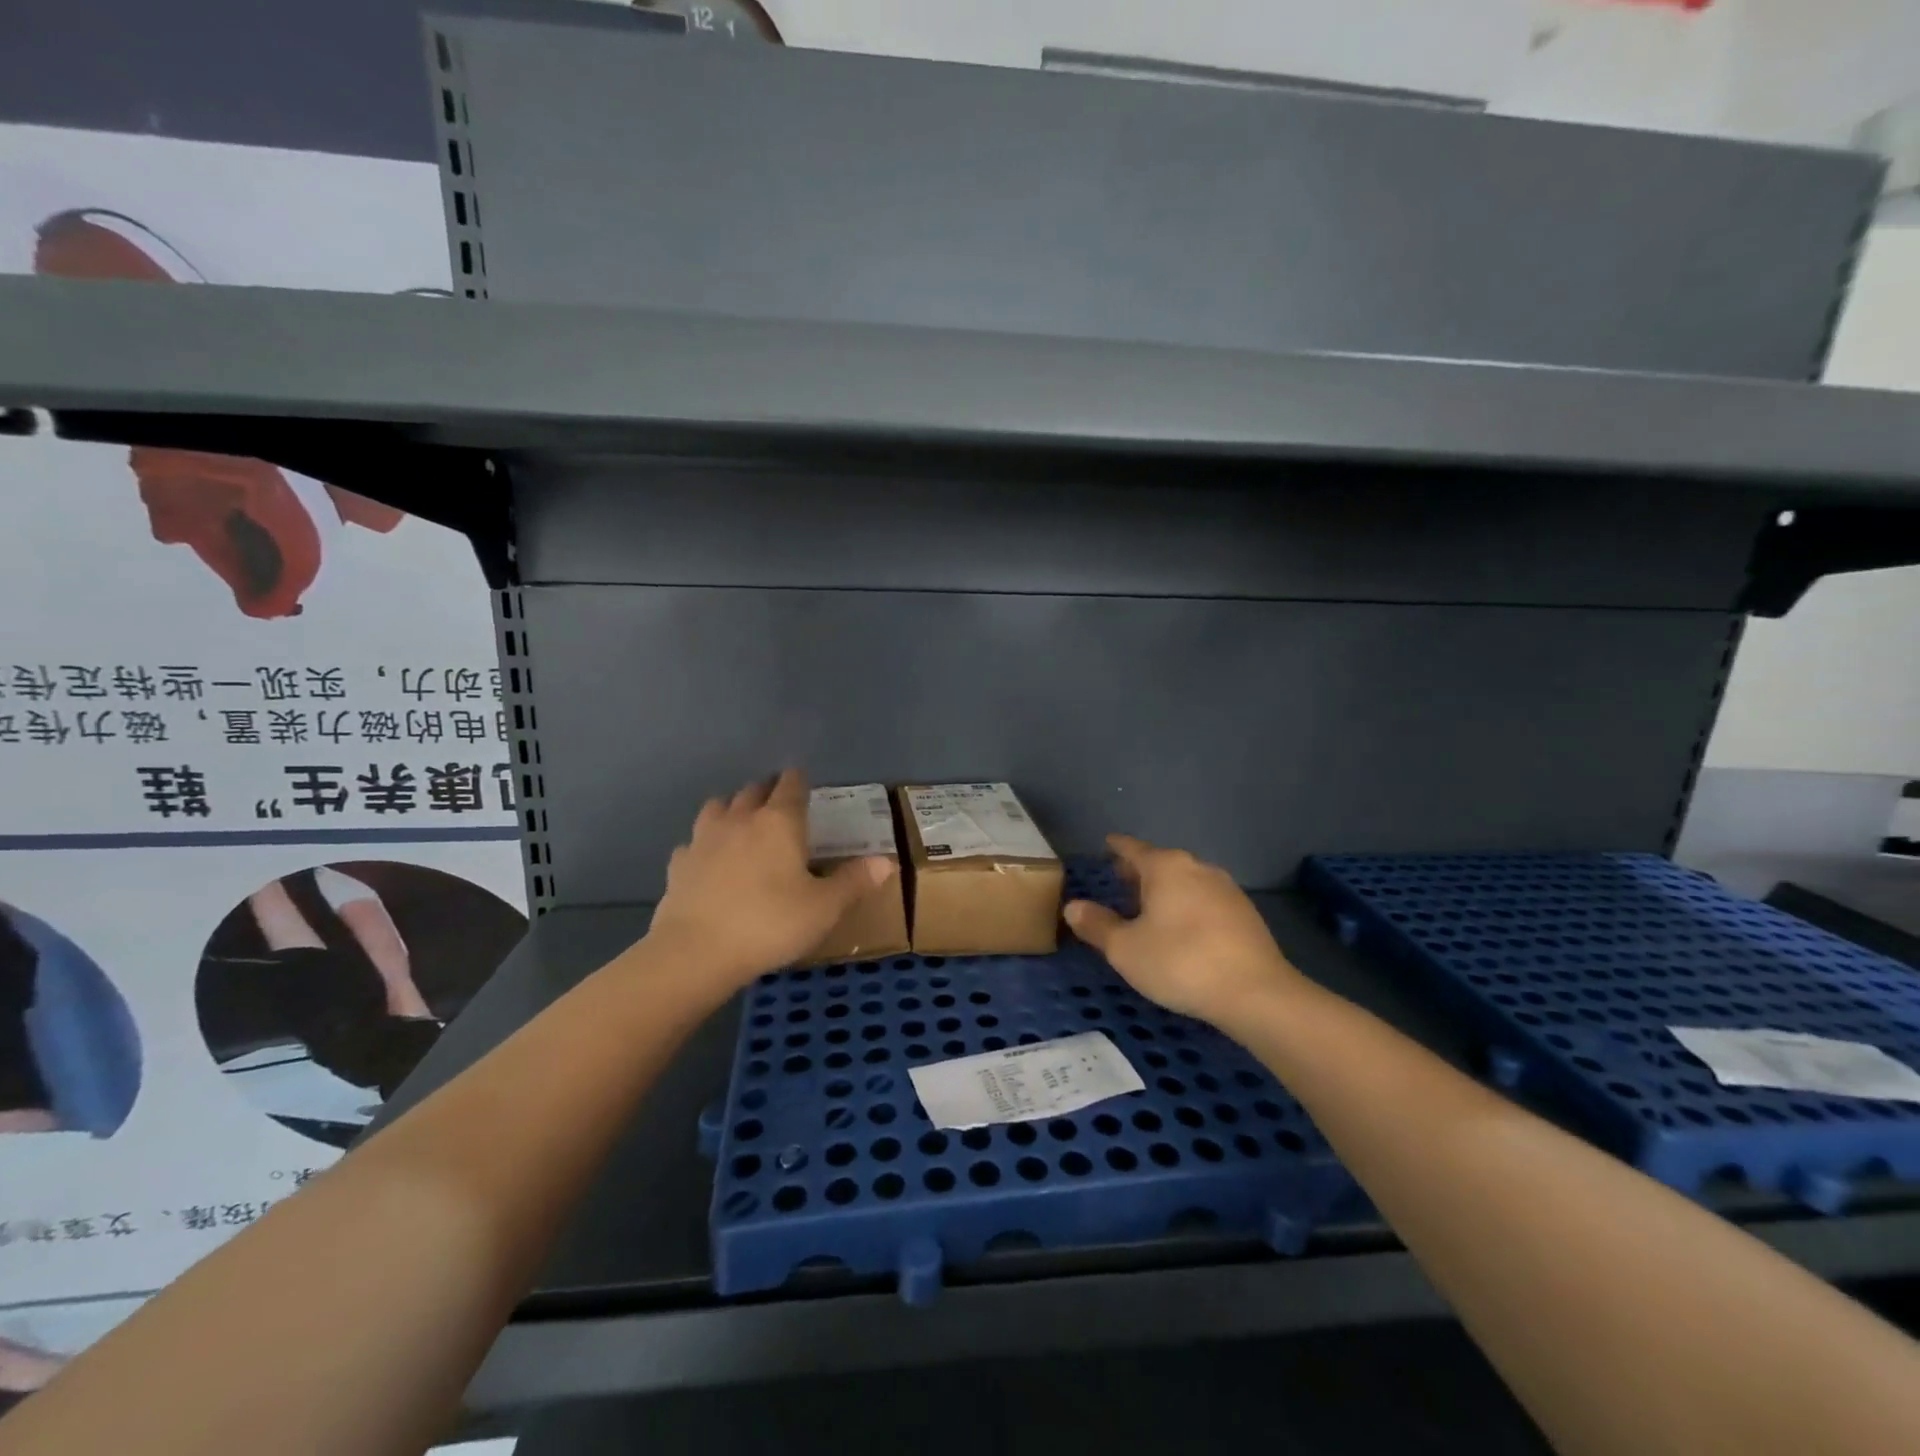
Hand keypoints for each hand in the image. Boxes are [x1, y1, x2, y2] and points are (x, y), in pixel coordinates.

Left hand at [645, 769, 894, 985]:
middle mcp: (740, 820)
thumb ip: (854, 881)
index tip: (802, 778)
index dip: (798, 779)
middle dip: (767, 790)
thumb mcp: (824, 907)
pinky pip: (693, 843)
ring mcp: (704, 839)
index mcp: (779, 822)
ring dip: (731, 808)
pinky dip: (704, 845)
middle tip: (778, 800)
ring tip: (742, 822)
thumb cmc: (770, 923)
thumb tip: (887, 862)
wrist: (696, 952)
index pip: (791, 786)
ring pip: (717, 807)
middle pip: (753, 791)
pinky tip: (708, 861)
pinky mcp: (678, 865)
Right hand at [1064, 834, 1305, 1024]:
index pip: (1133, 848)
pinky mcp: (1245, 914)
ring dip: (1166, 890)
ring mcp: (1226, 889)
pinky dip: (1188, 906)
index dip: (1117, 847)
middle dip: (1140, 871)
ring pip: (1186, 881)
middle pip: (1161, 863)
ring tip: (1150, 908)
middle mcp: (1197, 868)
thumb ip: (1097, 925)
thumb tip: (1073, 907)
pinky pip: (1205, 900)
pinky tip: (1183, 929)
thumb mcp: (1126, 949)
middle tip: (1121, 879)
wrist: (1256, 993)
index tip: (1107, 844)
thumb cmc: (1181, 962)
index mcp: (1165, 867)